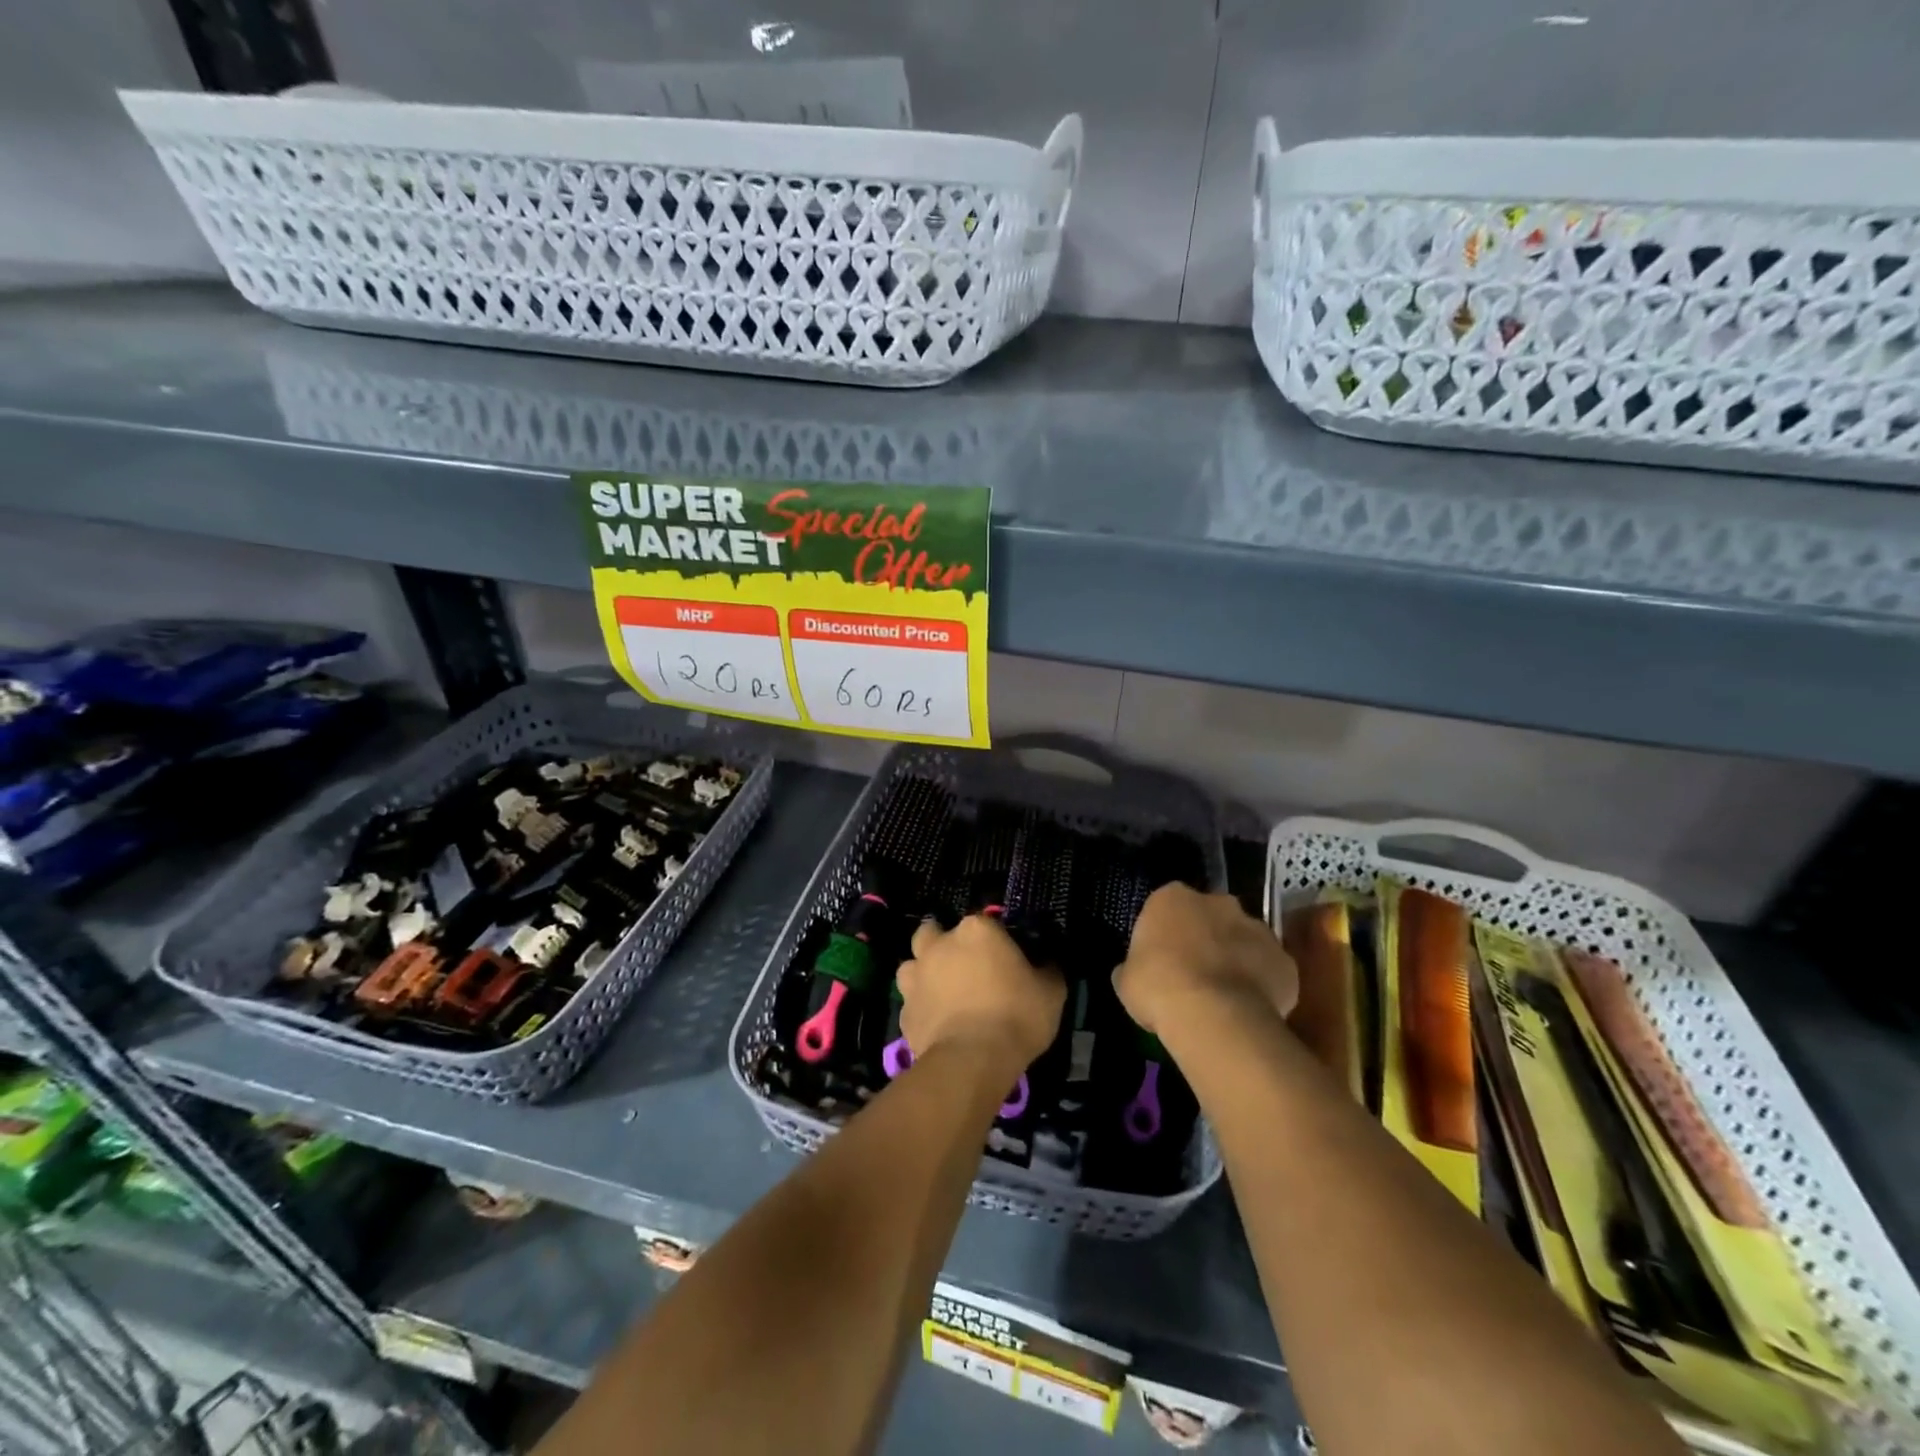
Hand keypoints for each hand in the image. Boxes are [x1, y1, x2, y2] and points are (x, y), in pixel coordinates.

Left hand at [897, 915, 1065, 1073]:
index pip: (984, 922)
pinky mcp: (905, 1010)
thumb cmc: (1016, 1016)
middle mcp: (940, 944)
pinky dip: (921, 1009)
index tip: (1005, 958)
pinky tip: (937, 1023)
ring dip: (924, 973)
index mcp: (976, 930)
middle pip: (933, 932)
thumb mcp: (1051, 992)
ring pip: (912, 964)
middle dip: (943, 943)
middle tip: (963, 966)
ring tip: (942, 993)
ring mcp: (916, 976)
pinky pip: (911, 1002)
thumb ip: (1047, 969)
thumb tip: (1047, 963)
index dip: (994, 939)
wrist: (972, 1060)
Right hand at [1114, 883, 1298, 1042]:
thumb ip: (1133, 967)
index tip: (1162, 957)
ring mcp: (1257, 928)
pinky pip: (1270, 970)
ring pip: (1244, 939)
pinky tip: (1249, 1009)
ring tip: (1224, 995)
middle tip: (1194, 971)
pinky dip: (1263, 984)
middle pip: (1210, 915)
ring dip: (1236, 958)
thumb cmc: (1158, 988)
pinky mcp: (1285, 960)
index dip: (1165, 931)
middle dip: (1205, 937)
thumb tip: (1134, 971)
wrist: (1214, 1016)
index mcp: (1172, 898)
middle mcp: (1218, 902)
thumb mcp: (1126, 979)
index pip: (1166, 905)